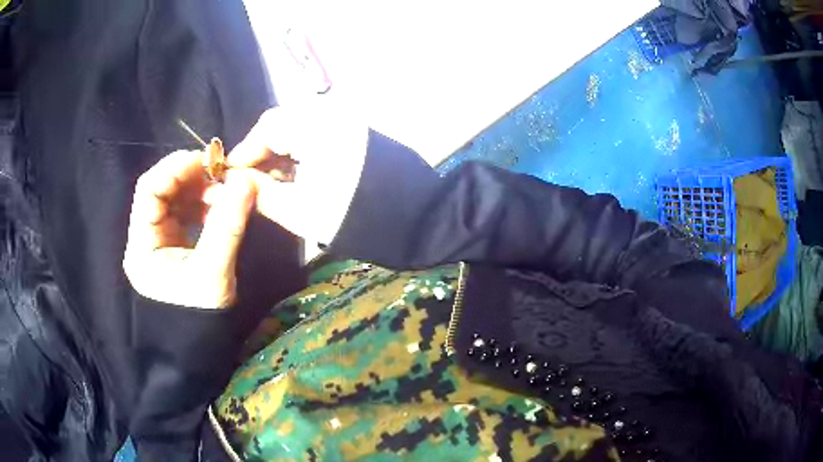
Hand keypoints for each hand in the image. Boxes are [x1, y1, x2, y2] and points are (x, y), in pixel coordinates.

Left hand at [124, 150, 256, 308]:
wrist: (199, 350)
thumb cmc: (199, 319)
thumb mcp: (213, 273)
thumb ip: (227, 226)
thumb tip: (247, 182)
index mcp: (142, 246)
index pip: (149, 190)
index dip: (176, 169)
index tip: (209, 162)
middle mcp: (144, 238)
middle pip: (161, 191)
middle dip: (192, 178)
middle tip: (224, 175)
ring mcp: (157, 240)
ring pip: (174, 200)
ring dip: (200, 190)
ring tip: (227, 192)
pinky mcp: (171, 244)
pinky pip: (184, 213)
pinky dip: (202, 204)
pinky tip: (220, 206)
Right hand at [227, 101, 368, 243]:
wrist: (414, 220)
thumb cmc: (352, 217)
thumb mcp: (298, 210)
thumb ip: (261, 193)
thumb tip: (235, 184)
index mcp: (317, 125)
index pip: (267, 126)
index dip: (245, 151)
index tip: (229, 175)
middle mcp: (332, 113)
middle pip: (283, 124)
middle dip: (262, 152)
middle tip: (250, 181)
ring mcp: (347, 120)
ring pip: (299, 129)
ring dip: (281, 153)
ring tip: (270, 183)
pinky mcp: (356, 132)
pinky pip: (317, 135)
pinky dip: (301, 153)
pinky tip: (294, 176)